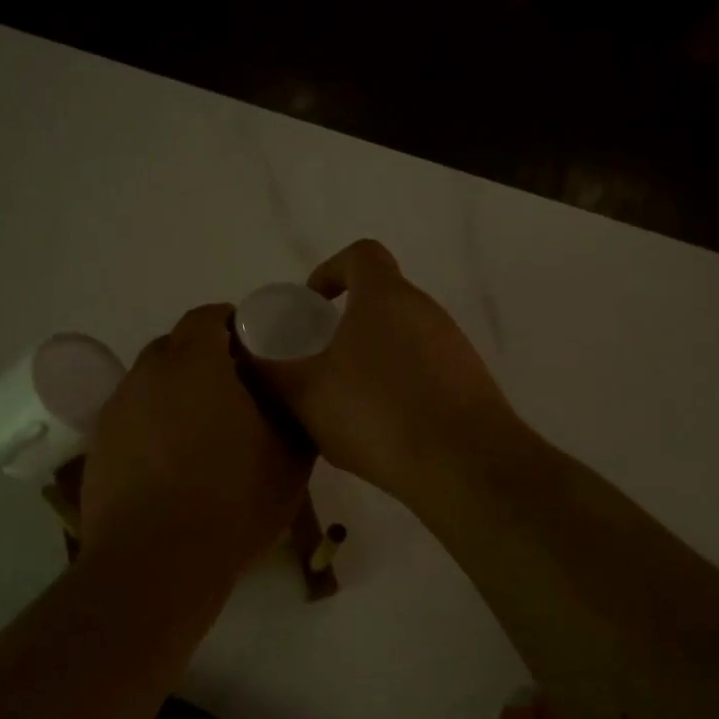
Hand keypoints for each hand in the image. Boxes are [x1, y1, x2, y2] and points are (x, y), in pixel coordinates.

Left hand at [81, 303, 311, 580]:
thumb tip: (293, 399)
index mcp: (194, 363)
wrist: (156, 564)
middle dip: (206, 359)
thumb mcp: (290, 459)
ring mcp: (116, 410)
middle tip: (238, 393)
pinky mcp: (98, 446)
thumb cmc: (232, 502)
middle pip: (177, 347)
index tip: (258, 353)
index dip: (236, 326)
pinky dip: (154, 425)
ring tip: (204, 432)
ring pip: (152, 384)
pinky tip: (174, 463)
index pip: (209, 316)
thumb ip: (295, 415)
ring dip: (178, 394)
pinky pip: (133, 418)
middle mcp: (147, 374)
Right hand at [254, 240, 521, 502]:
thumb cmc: (376, 413)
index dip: (331, 270)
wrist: (463, 463)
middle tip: (321, 361)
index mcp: (386, 297)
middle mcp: (426, 311)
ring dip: (374, 358)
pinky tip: (386, 427)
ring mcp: (454, 346)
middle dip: (348, 324)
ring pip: (404, 338)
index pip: (361, 255)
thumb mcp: (305, 393)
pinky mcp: (471, 382)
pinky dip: (401, 386)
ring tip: (349, 402)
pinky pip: (426, 371)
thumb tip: (247, 352)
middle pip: (383, 299)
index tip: (312, 304)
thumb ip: (271, 369)